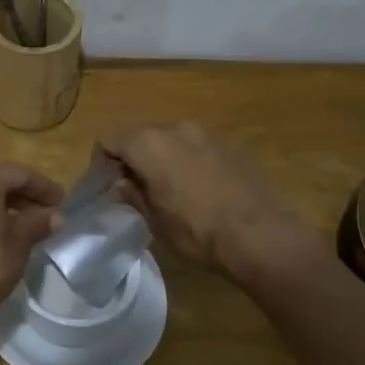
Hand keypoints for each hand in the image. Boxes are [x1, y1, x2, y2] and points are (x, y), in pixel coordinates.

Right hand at [99, 123, 303, 279]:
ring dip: (161, 158)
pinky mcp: (231, 146)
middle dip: (131, 157)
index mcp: (149, 144)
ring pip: (170, 139)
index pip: (110, 138)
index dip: (102, 160)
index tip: (106, 185)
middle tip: (133, 189)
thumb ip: (133, 195)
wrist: (262, 236)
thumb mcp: (155, 220)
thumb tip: (120, 184)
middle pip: (140, 134)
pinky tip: (198, 190)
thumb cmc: (198, 231)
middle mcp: (176, 128)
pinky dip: (187, 161)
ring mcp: (207, 134)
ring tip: (167, 190)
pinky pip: (196, 147)